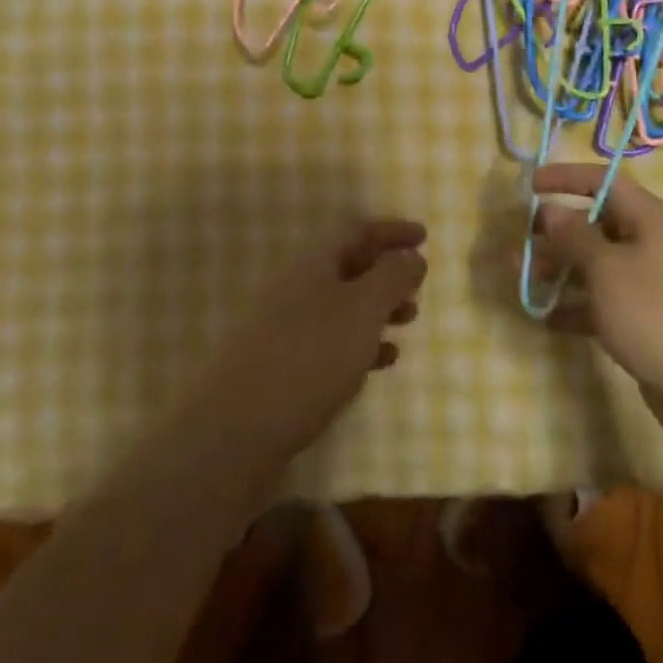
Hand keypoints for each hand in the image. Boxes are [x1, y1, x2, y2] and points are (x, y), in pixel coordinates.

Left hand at [198, 219, 427, 461]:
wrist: (238, 432)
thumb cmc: (309, 357)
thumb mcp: (361, 309)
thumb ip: (391, 277)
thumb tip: (410, 255)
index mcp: (313, 265)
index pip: (356, 231)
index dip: (391, 231)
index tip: (424, 237)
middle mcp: (298, 290)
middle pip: (349, 267)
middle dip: (387, 272)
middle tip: (418, 285)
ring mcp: (289, 331)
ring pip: (344, 307)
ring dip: (379, 308)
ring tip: (409, 321)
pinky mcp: (287, 369)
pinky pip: (334, 344)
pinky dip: (363, 344)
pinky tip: (383, 361)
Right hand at [531, 165, 662, 443]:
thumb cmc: (654, 313)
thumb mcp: (606, 269)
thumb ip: (574, 236)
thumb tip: (552, 210)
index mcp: (648, 218)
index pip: (603, 182)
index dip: (565, 177)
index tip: (529, 185)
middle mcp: (651, 243)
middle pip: (596, 224)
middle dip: (556, 233)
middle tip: (520, 243)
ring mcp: (650, 283)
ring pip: (596, 265)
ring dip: (560, 270)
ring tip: (524, 281)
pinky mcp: (646, 319)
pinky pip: (604, 301)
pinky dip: (577, 306)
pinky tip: (547, 319)